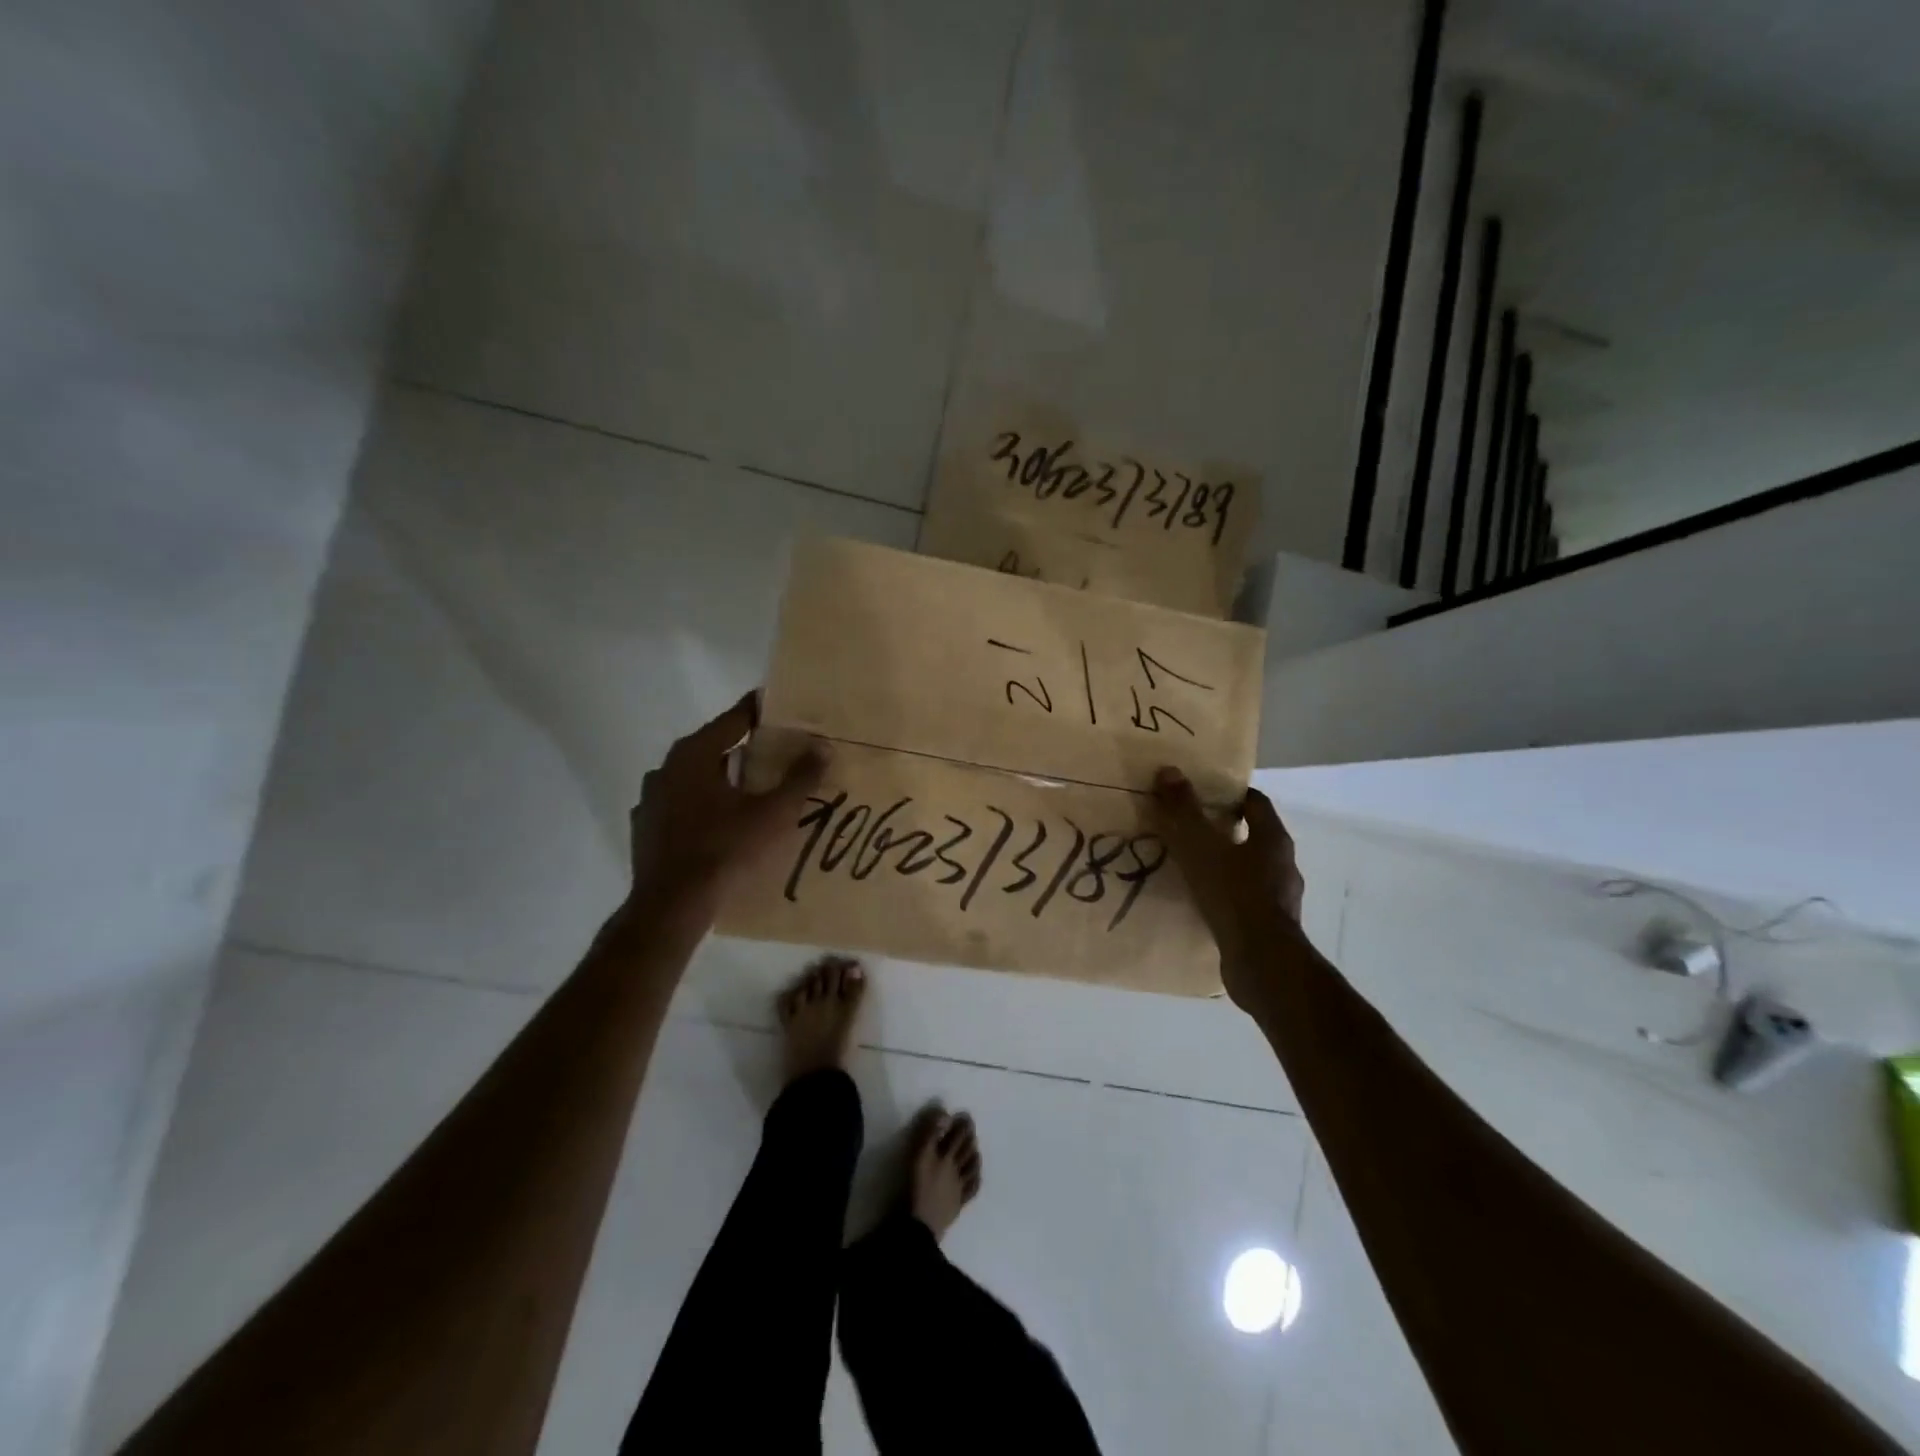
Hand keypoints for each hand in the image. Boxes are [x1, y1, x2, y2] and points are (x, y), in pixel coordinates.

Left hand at [626, 693, 825, 923]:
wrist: (671, 906)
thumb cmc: (725, 850)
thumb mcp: (773, 814)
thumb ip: (800, 778)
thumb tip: (823, 746)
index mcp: (694, 755)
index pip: (734, 719)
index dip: (760, 710)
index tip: (781, 705)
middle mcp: (667, 769)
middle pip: (713, 746)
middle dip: (744, 746)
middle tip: (776, 750)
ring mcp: (651, 800)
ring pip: (694, 777)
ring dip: (721, 777)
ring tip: (751, 787)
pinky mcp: (646, 828)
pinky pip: (681, 805)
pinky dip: (702, 805)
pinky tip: (720, 821)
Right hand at [1153, 767, 1310, 1009]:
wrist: (1262, 962)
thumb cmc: (1234, 894)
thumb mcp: (1200, 847)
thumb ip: (1184, 810)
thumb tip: (1169, 771)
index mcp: (1273, 839)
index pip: (1255, 803)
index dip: (1230, 796)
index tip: (1202, 795)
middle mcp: (1283, 865)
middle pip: (1253, 836)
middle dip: (1224, 831)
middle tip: (1188, 830)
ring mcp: (1280, 898)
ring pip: (1249, 870)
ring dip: (1225, 866)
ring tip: (1190, 868)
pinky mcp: (1271, 926)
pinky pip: (1244, 900)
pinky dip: (1225, 896)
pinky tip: (1201, 903)